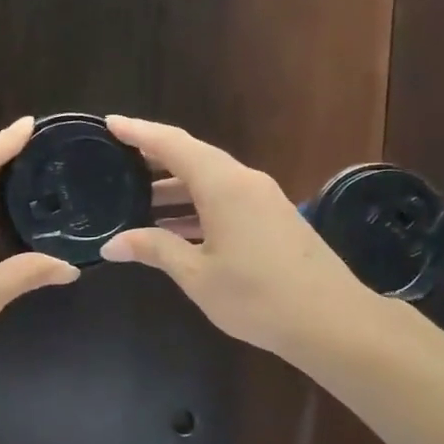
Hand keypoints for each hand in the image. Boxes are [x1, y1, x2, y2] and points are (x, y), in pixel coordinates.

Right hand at [99, 115, 369, 362]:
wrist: (332, 320)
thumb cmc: (257, 296)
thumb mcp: (198, 275)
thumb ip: (155, 250)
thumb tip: (112, 244)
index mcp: (223, 185)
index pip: (172, 144)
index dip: (139, 132)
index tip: (110, 122)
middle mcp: (244, 181)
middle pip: (193, 158)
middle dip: (154, 160)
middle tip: (116, 164)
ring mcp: (264, 199)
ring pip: (211, 182)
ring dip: (175, 190)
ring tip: (137, 203)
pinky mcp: (274, 219)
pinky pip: (226, 200)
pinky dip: (197, 207)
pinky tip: (177, 231)